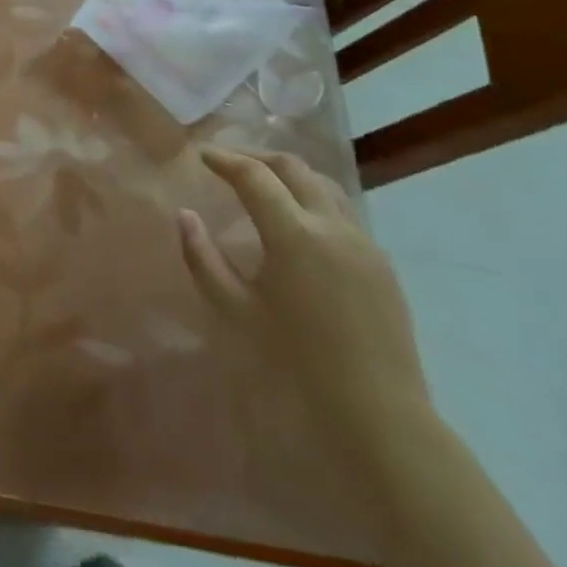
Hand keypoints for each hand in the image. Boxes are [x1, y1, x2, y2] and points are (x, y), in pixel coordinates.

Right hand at [179, 148, 430, 463]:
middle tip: (227, 161)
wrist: (378, 410)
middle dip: (256, 156)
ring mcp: (363, 241)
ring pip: (323, 183)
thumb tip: (185, 215)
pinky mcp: (381, 261)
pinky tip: (298, 219)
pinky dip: (312, 197)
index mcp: (294, 235)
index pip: (254, 176)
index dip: (224, 159)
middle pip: (292, 167)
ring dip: (288, 173)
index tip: (201, 155)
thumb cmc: (296, 360)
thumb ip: (202, 258)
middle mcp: (332, 225)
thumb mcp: (235, 310)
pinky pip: (342, 211)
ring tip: (262, 181)